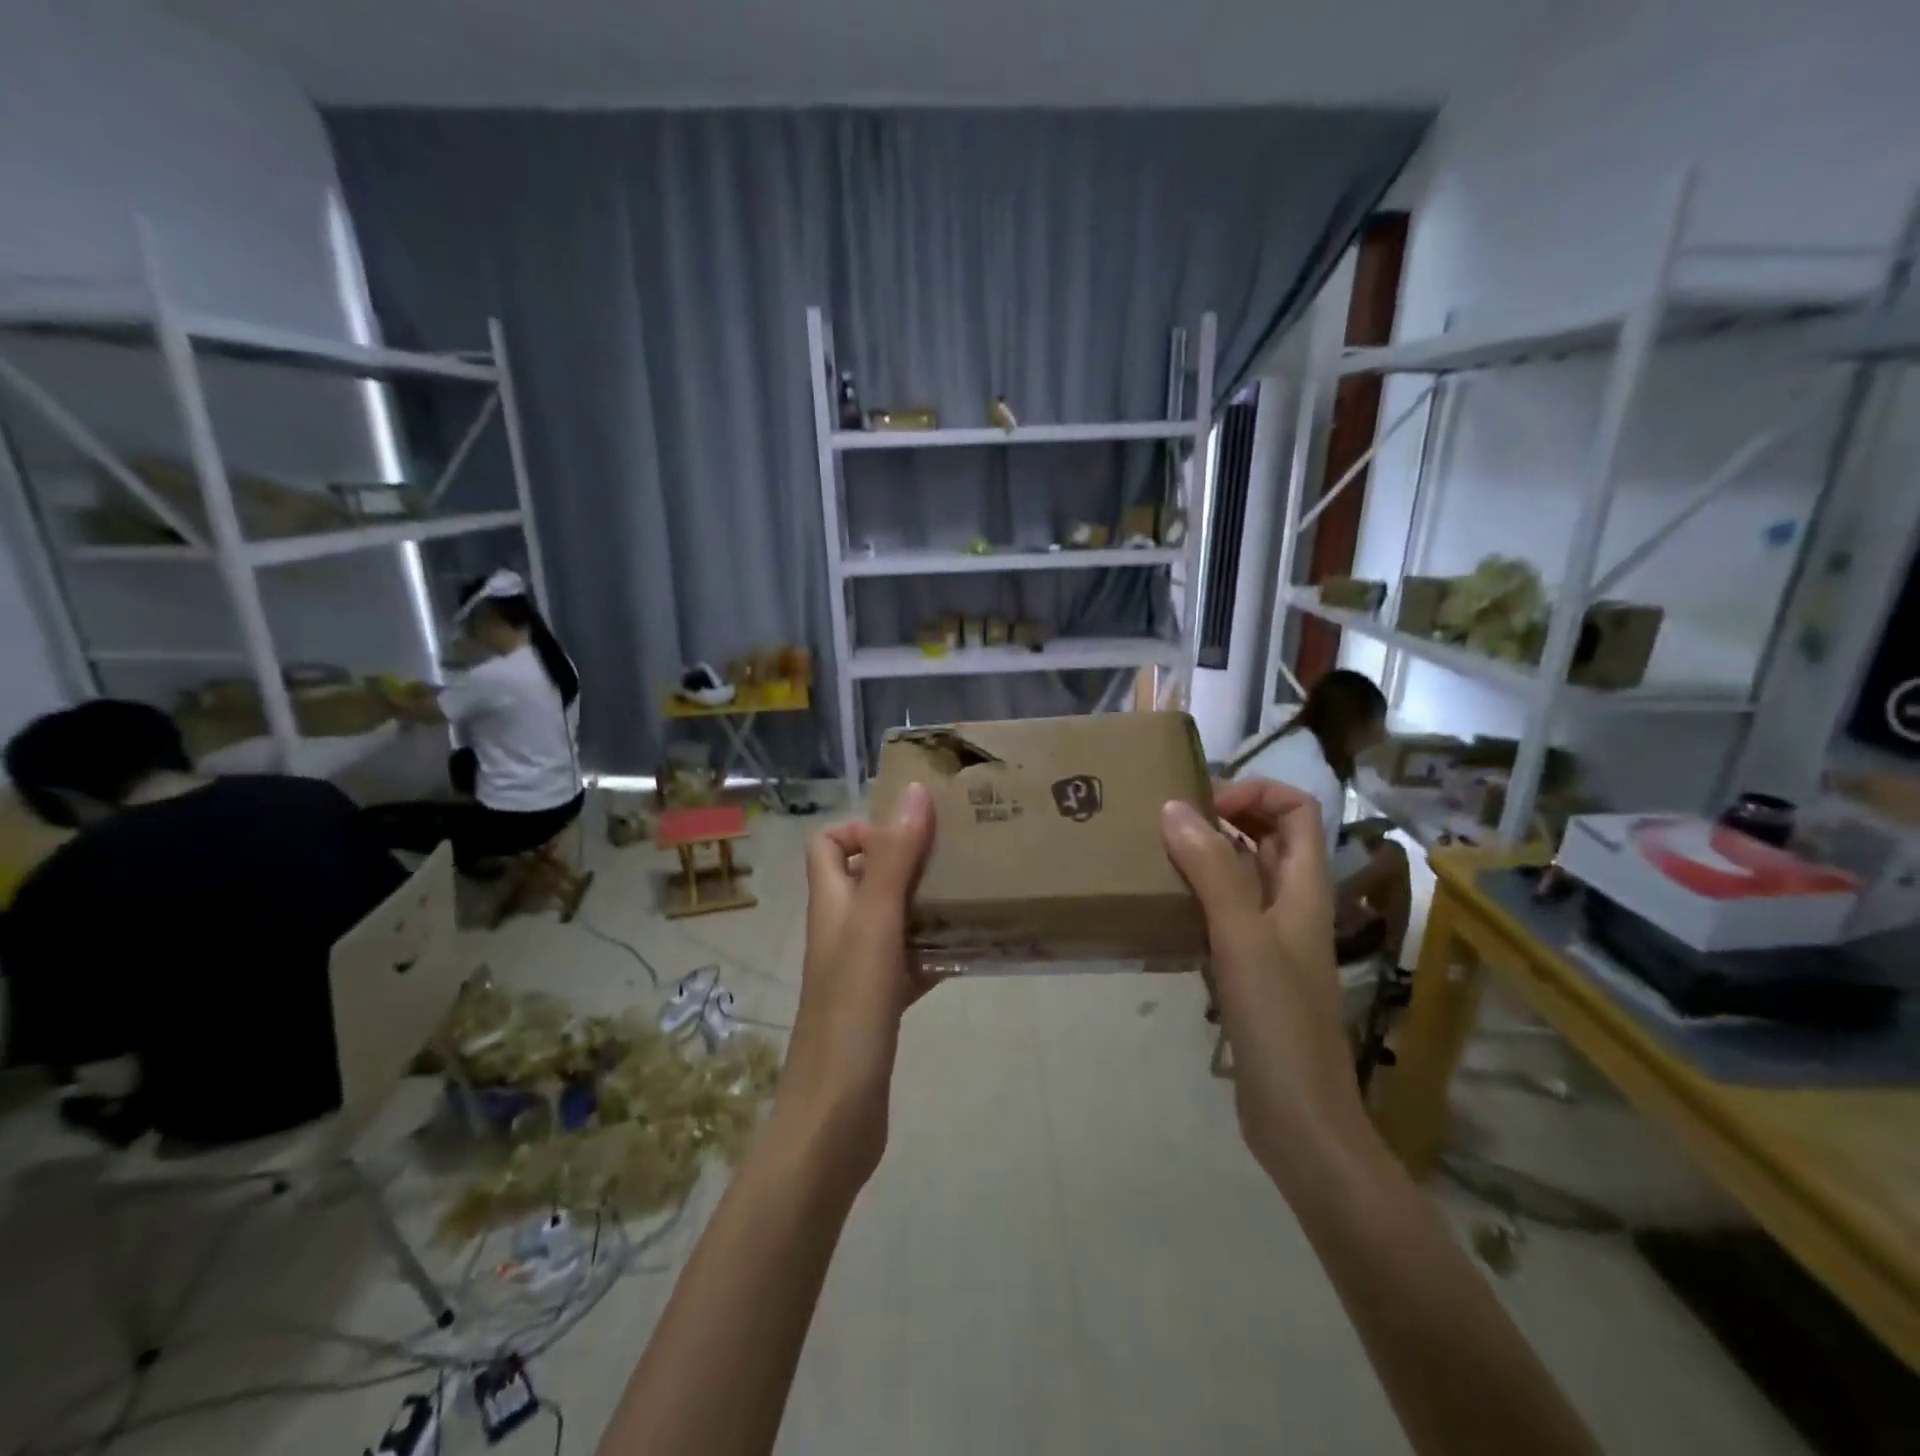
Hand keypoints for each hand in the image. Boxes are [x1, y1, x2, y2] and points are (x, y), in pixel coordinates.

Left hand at [774, 783, 936, 1189]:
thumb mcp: (874, 926)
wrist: (836, 1118)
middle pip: (866, 876)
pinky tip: (972, 949)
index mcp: (831, 905)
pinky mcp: (881, 1004)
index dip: (862, 828)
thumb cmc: (851, 1014)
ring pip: (893, 918)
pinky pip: (911, 961)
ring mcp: (860, 970)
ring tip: (975, 892)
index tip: (913, 832)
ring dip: (927, 902)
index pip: (826, 844)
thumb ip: (893, 860)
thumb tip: (913, 792)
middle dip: (908, 859)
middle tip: (959, 853)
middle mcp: (841, 931)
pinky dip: (936, 949)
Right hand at [1161, 779, 1367, 1189]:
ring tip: (1155, 853)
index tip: (1203, 805)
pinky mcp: (1250, 968)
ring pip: (1243, 873)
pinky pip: (1224, 911)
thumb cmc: (1279, 1023)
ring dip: (1206, 854)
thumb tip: (1175, 807)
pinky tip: (1162, 906)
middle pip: (1270, 835)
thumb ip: (1213, 871)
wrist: (1299, 1119)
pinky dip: (1197, 895)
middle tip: (1169, 820)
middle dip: (1226, 815)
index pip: (1297, 809)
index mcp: (1304, 888)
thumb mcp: (1243, 938)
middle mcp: (1291, 903)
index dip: (1256, 792)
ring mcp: (1271, 937)